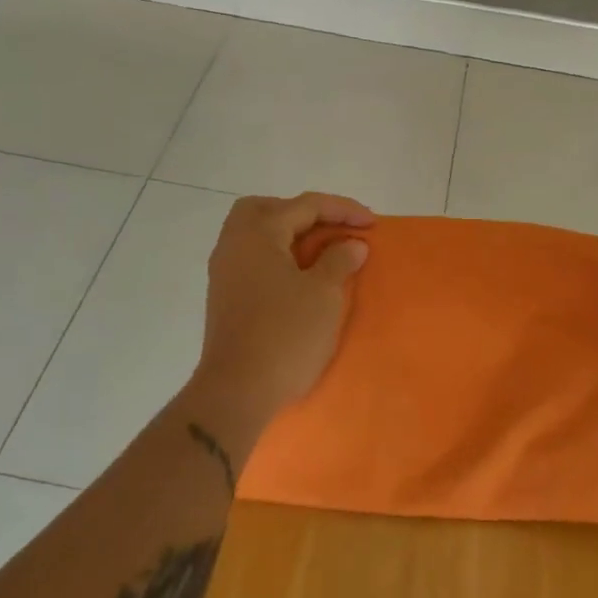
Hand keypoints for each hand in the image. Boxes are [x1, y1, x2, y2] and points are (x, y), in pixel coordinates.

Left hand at [186, 192, 373, 464]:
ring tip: (320, 252)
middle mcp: (234, 244)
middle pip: (267, 209)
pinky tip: (298, 276)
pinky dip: (277, 256)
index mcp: (258, 234)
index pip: (305, 205)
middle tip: (333, 228)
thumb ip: (339, 260)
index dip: (343, 210)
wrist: (236, 392)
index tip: (372, 224)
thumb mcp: (323, 294)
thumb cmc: (285, 335)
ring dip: (288, 235)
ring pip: (256, 234)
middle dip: (303, 213)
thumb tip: (351, 244)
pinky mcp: (224, 297)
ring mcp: (224, 271)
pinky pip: (252, 258)